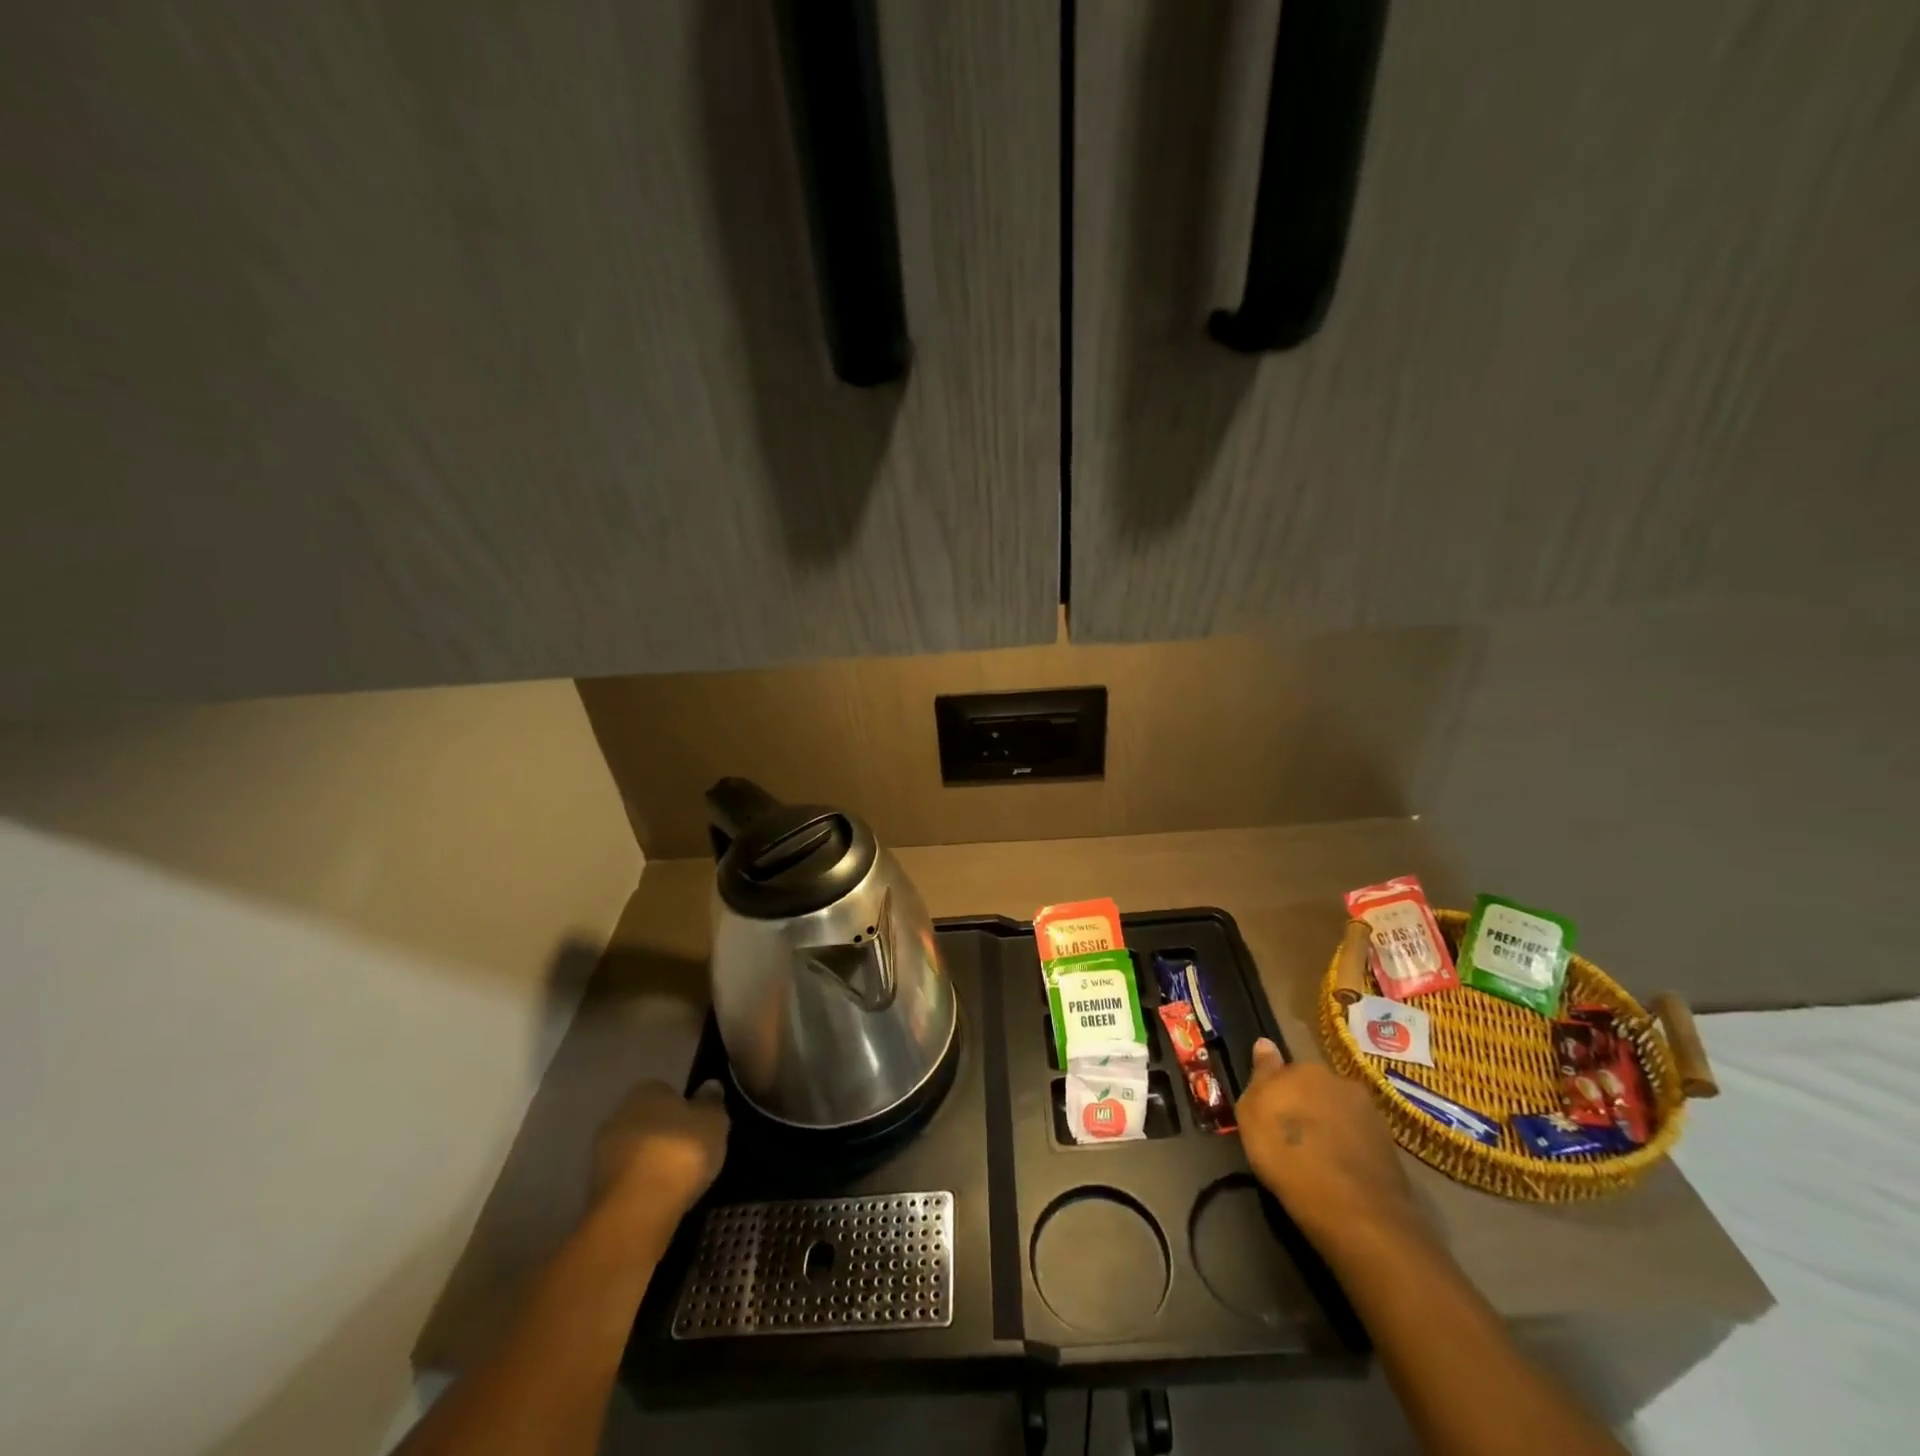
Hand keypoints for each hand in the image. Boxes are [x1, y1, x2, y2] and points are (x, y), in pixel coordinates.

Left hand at [593, 1081, 729, 1230]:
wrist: (635, 1211)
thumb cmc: (680, 1153)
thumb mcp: (713, 1122)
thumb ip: (711, 1103)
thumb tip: (709, 1086)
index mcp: (645, 1091)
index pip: (667, 1091)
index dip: (685, 1108)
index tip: (700, 1126)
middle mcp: (618, 1114)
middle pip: (648, 1120)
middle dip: (665, 1134)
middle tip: (691, 1152)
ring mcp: (602, 1153)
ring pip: (635, 1151)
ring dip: (651, 1162)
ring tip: (678, 1180)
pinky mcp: (595, 1190)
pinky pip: (628, 1179)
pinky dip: (641, 1185)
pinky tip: (660, 1198)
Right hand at [1235, 1039, 1418, 1256]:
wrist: (1354, 1210)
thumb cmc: (1289, 1155)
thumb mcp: (1253, 1113)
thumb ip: (1260, 1075)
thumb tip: (1265, 1042)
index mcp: (1306, 1068)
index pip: (1286, 1070)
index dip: (1277, 1093)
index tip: (1271, 1116)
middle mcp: (1340, 1081)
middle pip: (1316, 1089)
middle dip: (1306, 1106)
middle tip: (1293, 1138)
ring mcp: (1370, 1113)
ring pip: (1340, 1113)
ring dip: (1329, 1127)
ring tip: (1318, 1159)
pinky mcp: (1390, 1147)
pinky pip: (1359, 1139)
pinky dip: (1349, 1149)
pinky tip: (1340, 1172)